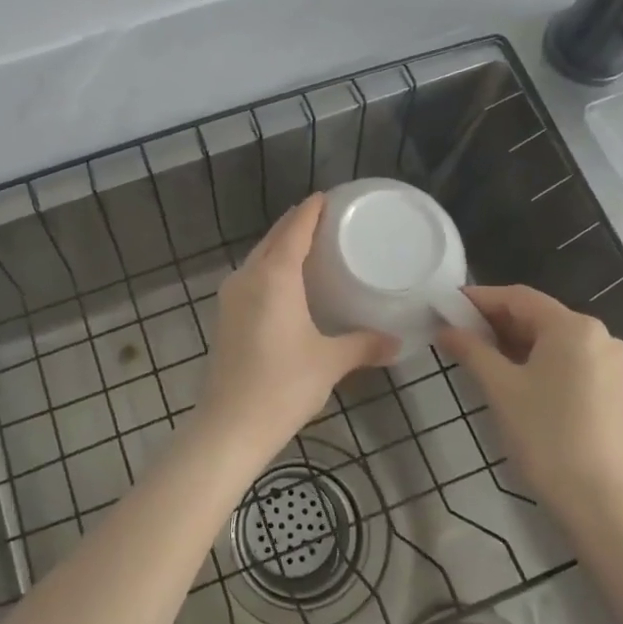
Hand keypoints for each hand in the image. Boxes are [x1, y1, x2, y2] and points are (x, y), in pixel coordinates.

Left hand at [200, 194, 395, 459]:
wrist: (229, 426)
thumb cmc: (283, 386)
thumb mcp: (330, 362)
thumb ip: (364, 345)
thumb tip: (397, 342)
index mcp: (274, 276)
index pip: (295, 228)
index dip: (312, 210)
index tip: (329, 197)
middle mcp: (248, 276)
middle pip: (274, 238)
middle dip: (297, 223)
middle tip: (327, 219)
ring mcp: (231, 296)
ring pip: (259, 257)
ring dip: (281, 245)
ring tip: (311, 246)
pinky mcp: (225, 316)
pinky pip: (251, 277)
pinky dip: (270, 268)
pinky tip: (287, 283)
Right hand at [437, 285, 622, 518]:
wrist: (599, 501)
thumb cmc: (545, 435)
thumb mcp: (500, 388)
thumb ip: (471, 350)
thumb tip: (446, 329)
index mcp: (574, 327)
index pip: (518, 298)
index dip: (479, 299)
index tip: (446, 306)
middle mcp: (599, 335)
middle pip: (537, 316)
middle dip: (495, 322)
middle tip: (456, 332)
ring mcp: (610, 363)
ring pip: (552, 339)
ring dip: (514, 342)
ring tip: (476, 354)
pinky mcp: (612, 388)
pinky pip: (567, 360)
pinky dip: (537, 360)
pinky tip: (510, 375)